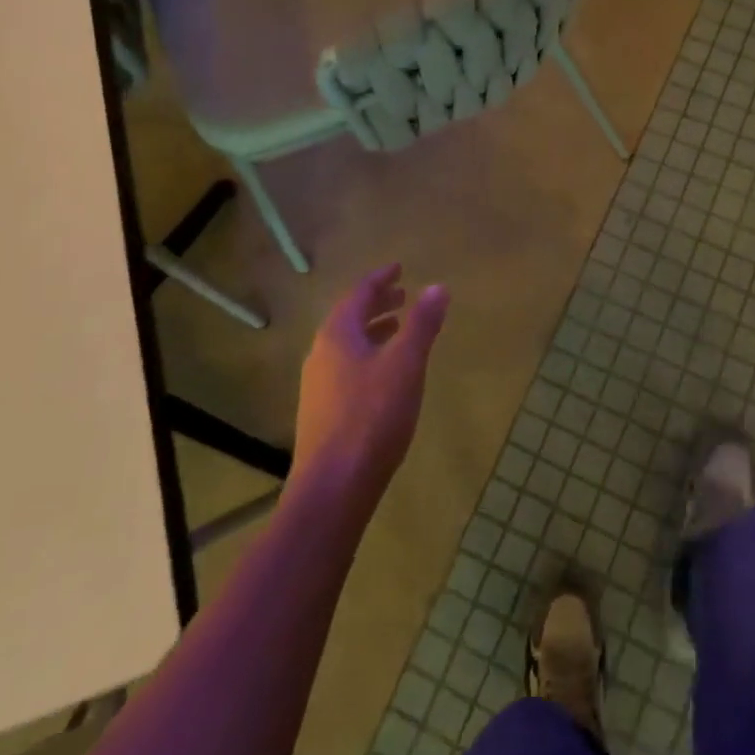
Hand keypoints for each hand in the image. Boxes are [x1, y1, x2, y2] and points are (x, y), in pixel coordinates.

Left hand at [292, 265, 449, 512]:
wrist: (334, 486)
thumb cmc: (372, 416)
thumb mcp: (406, 364)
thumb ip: (422, 324)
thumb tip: (437, 287)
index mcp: (337, 335)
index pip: (359, 293)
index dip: (381, 279)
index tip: (399, 268)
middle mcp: (321, 353)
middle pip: (350, 317)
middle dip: (377, 303)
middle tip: (403, 296)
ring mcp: (317, 384)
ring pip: (347, 344)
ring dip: (373, 330)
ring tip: (398, 329)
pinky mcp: (322, 410)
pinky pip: (346, 366)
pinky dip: (368, 354)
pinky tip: (385, 374)